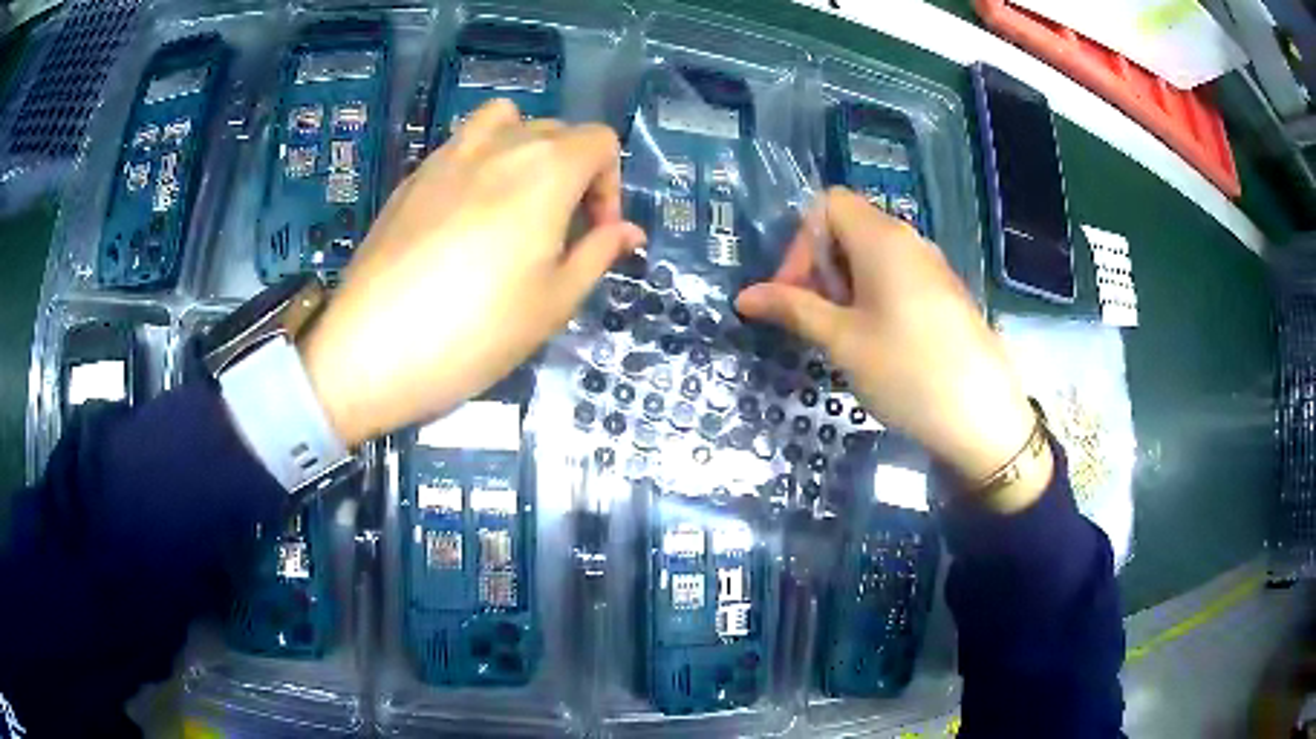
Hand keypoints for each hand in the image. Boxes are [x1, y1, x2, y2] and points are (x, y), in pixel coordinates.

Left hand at [299, 99, 645, 446]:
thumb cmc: (476, 332)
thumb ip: (598, 254)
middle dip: (574, 173)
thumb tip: (628, 231)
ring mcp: (448, 155)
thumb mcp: (554, 302)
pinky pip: (461, 145)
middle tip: (559, 232)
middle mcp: (500, 145)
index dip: (610, 186)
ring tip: (515, 201)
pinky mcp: (412, 177)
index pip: (600, 142)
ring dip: (524, 150)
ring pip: (504, 122)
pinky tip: (464, 217)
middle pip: (556, 131)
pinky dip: (481, 162)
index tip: (596, 235)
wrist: (371, 350)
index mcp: (546, 169)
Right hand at [737, 188, 1047, 509]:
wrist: (983, 417)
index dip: (800, 241)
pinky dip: (872, 296)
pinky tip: (875, 342)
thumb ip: (794, 309)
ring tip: (840, 336)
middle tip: (812, 320)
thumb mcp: (843, 341)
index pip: (827, 204)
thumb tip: (745, 296)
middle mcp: (909, 240)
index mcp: (882, 238)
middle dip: (818, 266)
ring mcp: (931, 266)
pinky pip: (897, 276)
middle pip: (848, 227)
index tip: (794, 293)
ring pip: (872, 255)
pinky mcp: (944, 293)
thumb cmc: (907, 372)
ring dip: (843, 285)